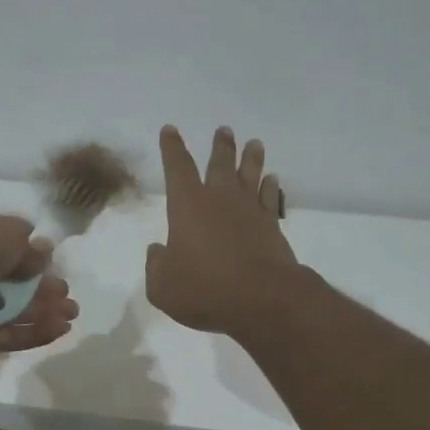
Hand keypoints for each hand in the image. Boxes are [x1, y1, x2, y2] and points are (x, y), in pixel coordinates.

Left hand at [0, 209, 78, 351]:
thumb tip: (43, 251)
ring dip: (41, 312)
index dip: (30, 258)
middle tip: (66, 294)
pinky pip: (2, 335)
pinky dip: (30, 333)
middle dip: (42, 289)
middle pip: (10, 283)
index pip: (2, 247)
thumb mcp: (6, 231)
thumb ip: (27, 243)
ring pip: (8, 311)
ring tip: (71, 314)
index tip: (54, 265)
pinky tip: (59, 330)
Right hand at [146, 126, 297, 335]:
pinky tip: (272, 180)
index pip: (177, 168)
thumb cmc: (204, 289)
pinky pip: (271, 199)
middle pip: (220, 164)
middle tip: (224, 130)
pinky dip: (271, 187)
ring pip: (250, 175)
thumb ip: (156, 265)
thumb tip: (158, 251)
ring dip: (250, 158)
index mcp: (188, 205)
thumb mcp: (162, 286)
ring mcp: (250, 211)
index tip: (170, 130)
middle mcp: (220, 199)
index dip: (172, 148)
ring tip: (254, 144)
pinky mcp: (272, 227)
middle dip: (220, 146)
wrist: (261, 299)